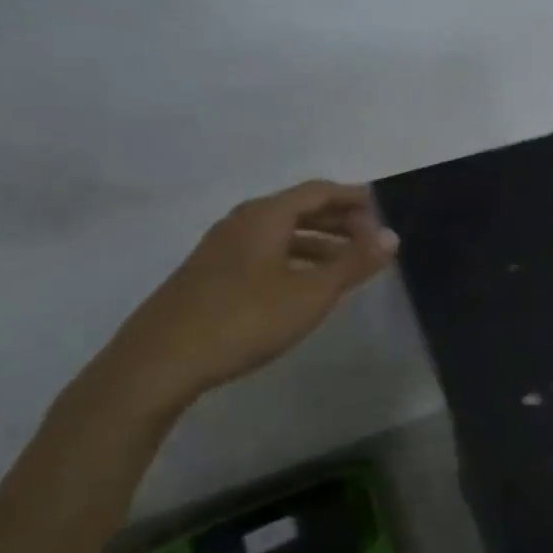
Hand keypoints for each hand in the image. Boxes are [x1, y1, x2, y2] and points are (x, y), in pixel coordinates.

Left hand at [88, 181, 397, 417]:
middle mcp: (242, 222)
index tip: (381, 208)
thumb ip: (353, 263)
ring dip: (317, 242)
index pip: (318, 191)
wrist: (160, 360)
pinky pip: (264, 253)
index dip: (352, 197)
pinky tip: (304, 285)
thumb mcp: (310, 293)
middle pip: (298, 209)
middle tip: (370, 237)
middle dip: (338, 220)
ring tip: (346, 264)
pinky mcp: (211, 274)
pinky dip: (294, 259)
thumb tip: (391, 236)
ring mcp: (222, 248)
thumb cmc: (245, 319)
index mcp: (265, 216)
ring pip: (280, 234)